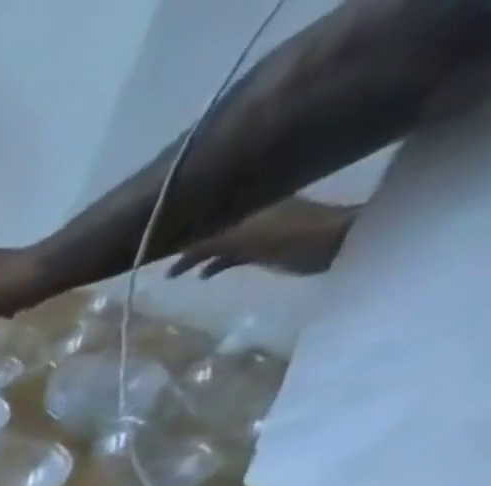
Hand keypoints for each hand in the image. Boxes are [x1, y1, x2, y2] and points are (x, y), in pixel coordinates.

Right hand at [167, 197, 355, 278]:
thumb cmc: (286, 236)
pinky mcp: (264, 246)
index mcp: (246, 204)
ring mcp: (258, 229)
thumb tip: (168, 244)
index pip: (206, 211)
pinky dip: (215, 264)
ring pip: (217, 241)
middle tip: (158, 259)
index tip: (157, 237)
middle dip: (186, 241)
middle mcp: (250, 211)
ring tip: (174, 273)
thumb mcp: (240, 238)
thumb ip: (204, 241)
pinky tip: (203, 276)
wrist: (333, 244)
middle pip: (210, 226)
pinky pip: (230, 254)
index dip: (183, 223)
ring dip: (197, 256)